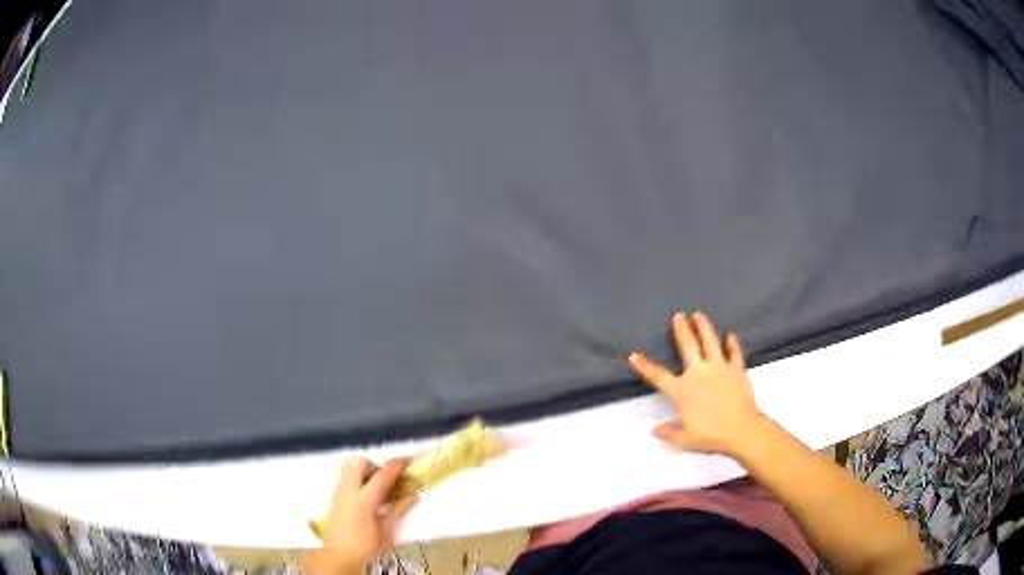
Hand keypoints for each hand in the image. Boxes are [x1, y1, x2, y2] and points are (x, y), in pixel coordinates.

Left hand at [305, 458, 416, 573]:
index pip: (383, 474)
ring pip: (348, 468)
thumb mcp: (388, 531)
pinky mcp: (334, 499)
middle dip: (375, 465)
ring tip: (376, 487)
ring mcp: (339, 493)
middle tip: (387, 478)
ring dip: (363, 471)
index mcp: (365, 499)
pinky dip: (356, 480)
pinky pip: (344, 479)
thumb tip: (412, 496)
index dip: (398, 465)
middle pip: (359, 462)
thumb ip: (400, 510)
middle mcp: (349, 491)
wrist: (340, 556)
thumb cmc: (367, 547)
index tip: (408, 461)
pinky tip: (366, 498)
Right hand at [627, 311, 764, 455]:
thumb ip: (668, 433)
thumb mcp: (684, 440)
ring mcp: (719, 368)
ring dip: (704, 327)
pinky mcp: (737, 369)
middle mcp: (698, 373)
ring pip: (710, 342)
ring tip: (699, 315)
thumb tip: (654, 429)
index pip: (658, 376)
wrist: (741, 430)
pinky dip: (732, 344)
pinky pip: (734, 353)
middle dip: (681, 330)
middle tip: (678, 315)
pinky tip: (731, 335)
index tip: (633, 354)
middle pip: (688, 346)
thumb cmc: (711, 436)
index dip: (644, 365)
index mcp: (682, 391)